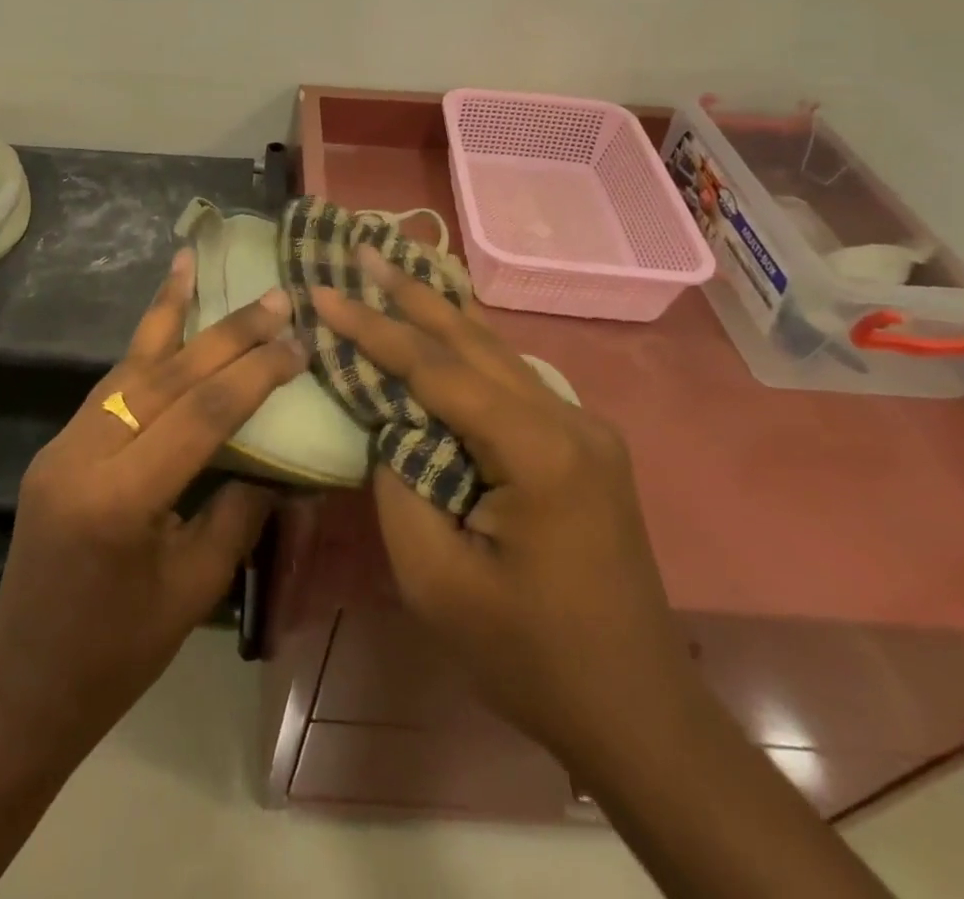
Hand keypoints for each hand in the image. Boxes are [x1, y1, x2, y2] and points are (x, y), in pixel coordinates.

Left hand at [0, 249, 306, 750]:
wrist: (25, 684)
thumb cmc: (118, 655)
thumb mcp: (195, 588)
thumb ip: (239, 511)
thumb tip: (279, 459)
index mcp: (120, 500)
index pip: (200, 413)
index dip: (254, 374)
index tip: (299, 343)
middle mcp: (83, 456)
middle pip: (164, 376)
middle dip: (225, 332)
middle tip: (274, 297)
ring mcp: (62, 446)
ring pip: (127, 366)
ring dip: (167, 315)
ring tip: (192, 265)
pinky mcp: (57, 447)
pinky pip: (108, 388)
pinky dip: (143, 350)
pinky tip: (164, 323)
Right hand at [313, 248, 692, 758]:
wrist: (639, 713)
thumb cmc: (531, 657)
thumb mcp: (437, 581)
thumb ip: (400, 484)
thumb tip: (389, 423)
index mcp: (539, 453)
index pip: (438, 370)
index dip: (374, 330)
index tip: (324, 292)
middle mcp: (570, 422)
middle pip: (474, 342)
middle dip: (410, 294)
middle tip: (363, 249)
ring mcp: (586, 430)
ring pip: (497, 354)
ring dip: (440, 314)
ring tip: (393, 272)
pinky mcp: (584, 447)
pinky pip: (513, 382)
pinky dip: (467, 351)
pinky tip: (442, 332)